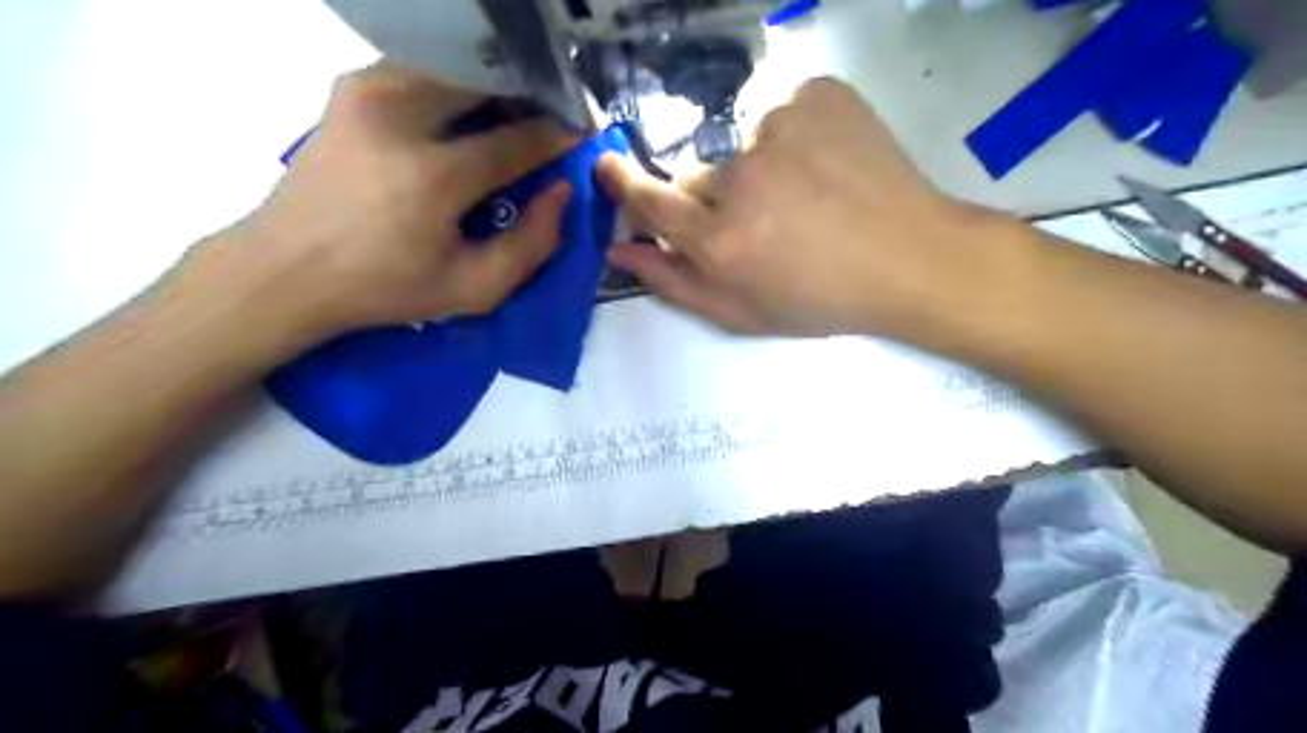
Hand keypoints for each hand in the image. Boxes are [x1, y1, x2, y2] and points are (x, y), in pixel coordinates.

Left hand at [193, 61, 571, 342]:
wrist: (287, 269)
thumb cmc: (386, 288)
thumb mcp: (473, 289)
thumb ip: (532, 245)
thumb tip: (562, 193)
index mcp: (433, 177)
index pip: (518, 139)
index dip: (558, 136)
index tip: (581, 135)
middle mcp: (399, 117)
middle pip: (488, 83)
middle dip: (529, 98)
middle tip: (550, 121)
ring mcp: (368, 91)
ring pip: (457, 69)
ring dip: (494, 89)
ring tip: (512, 118)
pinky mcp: (350, 86)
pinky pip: (424, 71)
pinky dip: (457, 87)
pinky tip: (466, 116)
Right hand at [596, 75, 1002, 337]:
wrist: (909, 258)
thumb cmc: (822, 299)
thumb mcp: (743, 313)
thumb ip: (673, 283)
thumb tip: (618, 249)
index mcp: (721, 241)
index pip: (649, 201)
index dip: (623, 185)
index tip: (606, 167)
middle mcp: (741, 179)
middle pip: (697, 176)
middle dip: (714, 199)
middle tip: (762, 222)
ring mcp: (779, 128)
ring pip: (740, 146)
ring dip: (758, 168)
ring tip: (805, 197)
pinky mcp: (813, 94)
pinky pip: (780, 114)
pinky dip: (793, 137)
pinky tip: (826, 166)